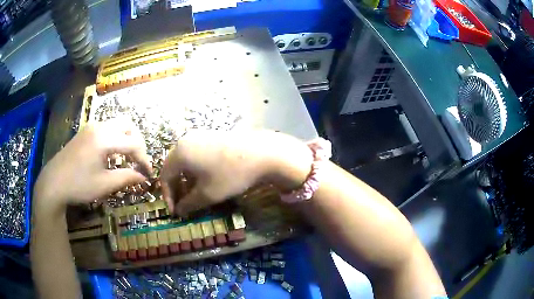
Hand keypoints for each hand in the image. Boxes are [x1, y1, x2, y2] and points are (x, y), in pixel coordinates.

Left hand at [34, 119, 151, 210]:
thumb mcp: (104, 185)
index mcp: (105, 139)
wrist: (54, 182)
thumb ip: (126, 178)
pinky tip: (111, 153)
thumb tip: (144, 178)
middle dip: (137, 142)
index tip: (148, 173)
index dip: (144, 159)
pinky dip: (115, 137)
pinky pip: (107, 127)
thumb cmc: (79, 185)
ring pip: (117, 123)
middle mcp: (100, 127)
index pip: (133, 143)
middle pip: (128, 124)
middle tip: (138, 161)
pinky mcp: (85, 131)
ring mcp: (91, 127)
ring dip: (126, 138)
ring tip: (126, 157)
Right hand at [161, 129, 311, 214]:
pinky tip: (206, 181)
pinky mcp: (212, 136)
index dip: (168, 196)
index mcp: (179, 153)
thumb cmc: (230, 175)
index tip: (176, 212)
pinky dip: (196, 171)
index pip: (165, 177)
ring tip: (195, 196)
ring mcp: (199, 136)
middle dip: (177, 189)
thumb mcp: (207, 195)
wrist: (261, 153)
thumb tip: (179, 211)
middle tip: (184, 205)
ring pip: (186, 162)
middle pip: (174, 168)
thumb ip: (188, 204)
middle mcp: (185, 141)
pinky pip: (196, 156)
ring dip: (187, 181)